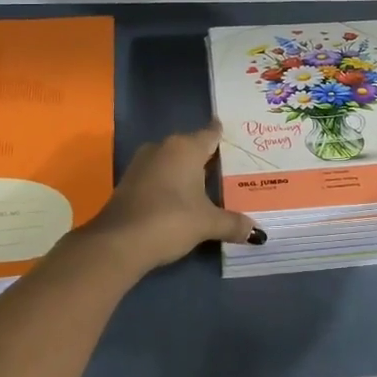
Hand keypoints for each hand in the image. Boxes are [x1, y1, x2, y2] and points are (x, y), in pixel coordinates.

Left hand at [86, 123, 260, 274]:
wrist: (118, 243)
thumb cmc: (170, 220)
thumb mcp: (207, 223)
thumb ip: (233, 224)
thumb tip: (259, 234)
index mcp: (186, 147)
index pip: (211, 133)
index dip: (225, 137)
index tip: (239, 141)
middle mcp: (164, 147)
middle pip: (192, 146)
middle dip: (208, 158)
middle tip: (231, 170)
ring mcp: (143, 163)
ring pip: (173, 160)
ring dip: (187, 172)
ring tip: (209, 186)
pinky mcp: (129, 181)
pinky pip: (158, 174)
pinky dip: (171, 183)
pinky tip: (182, 199)